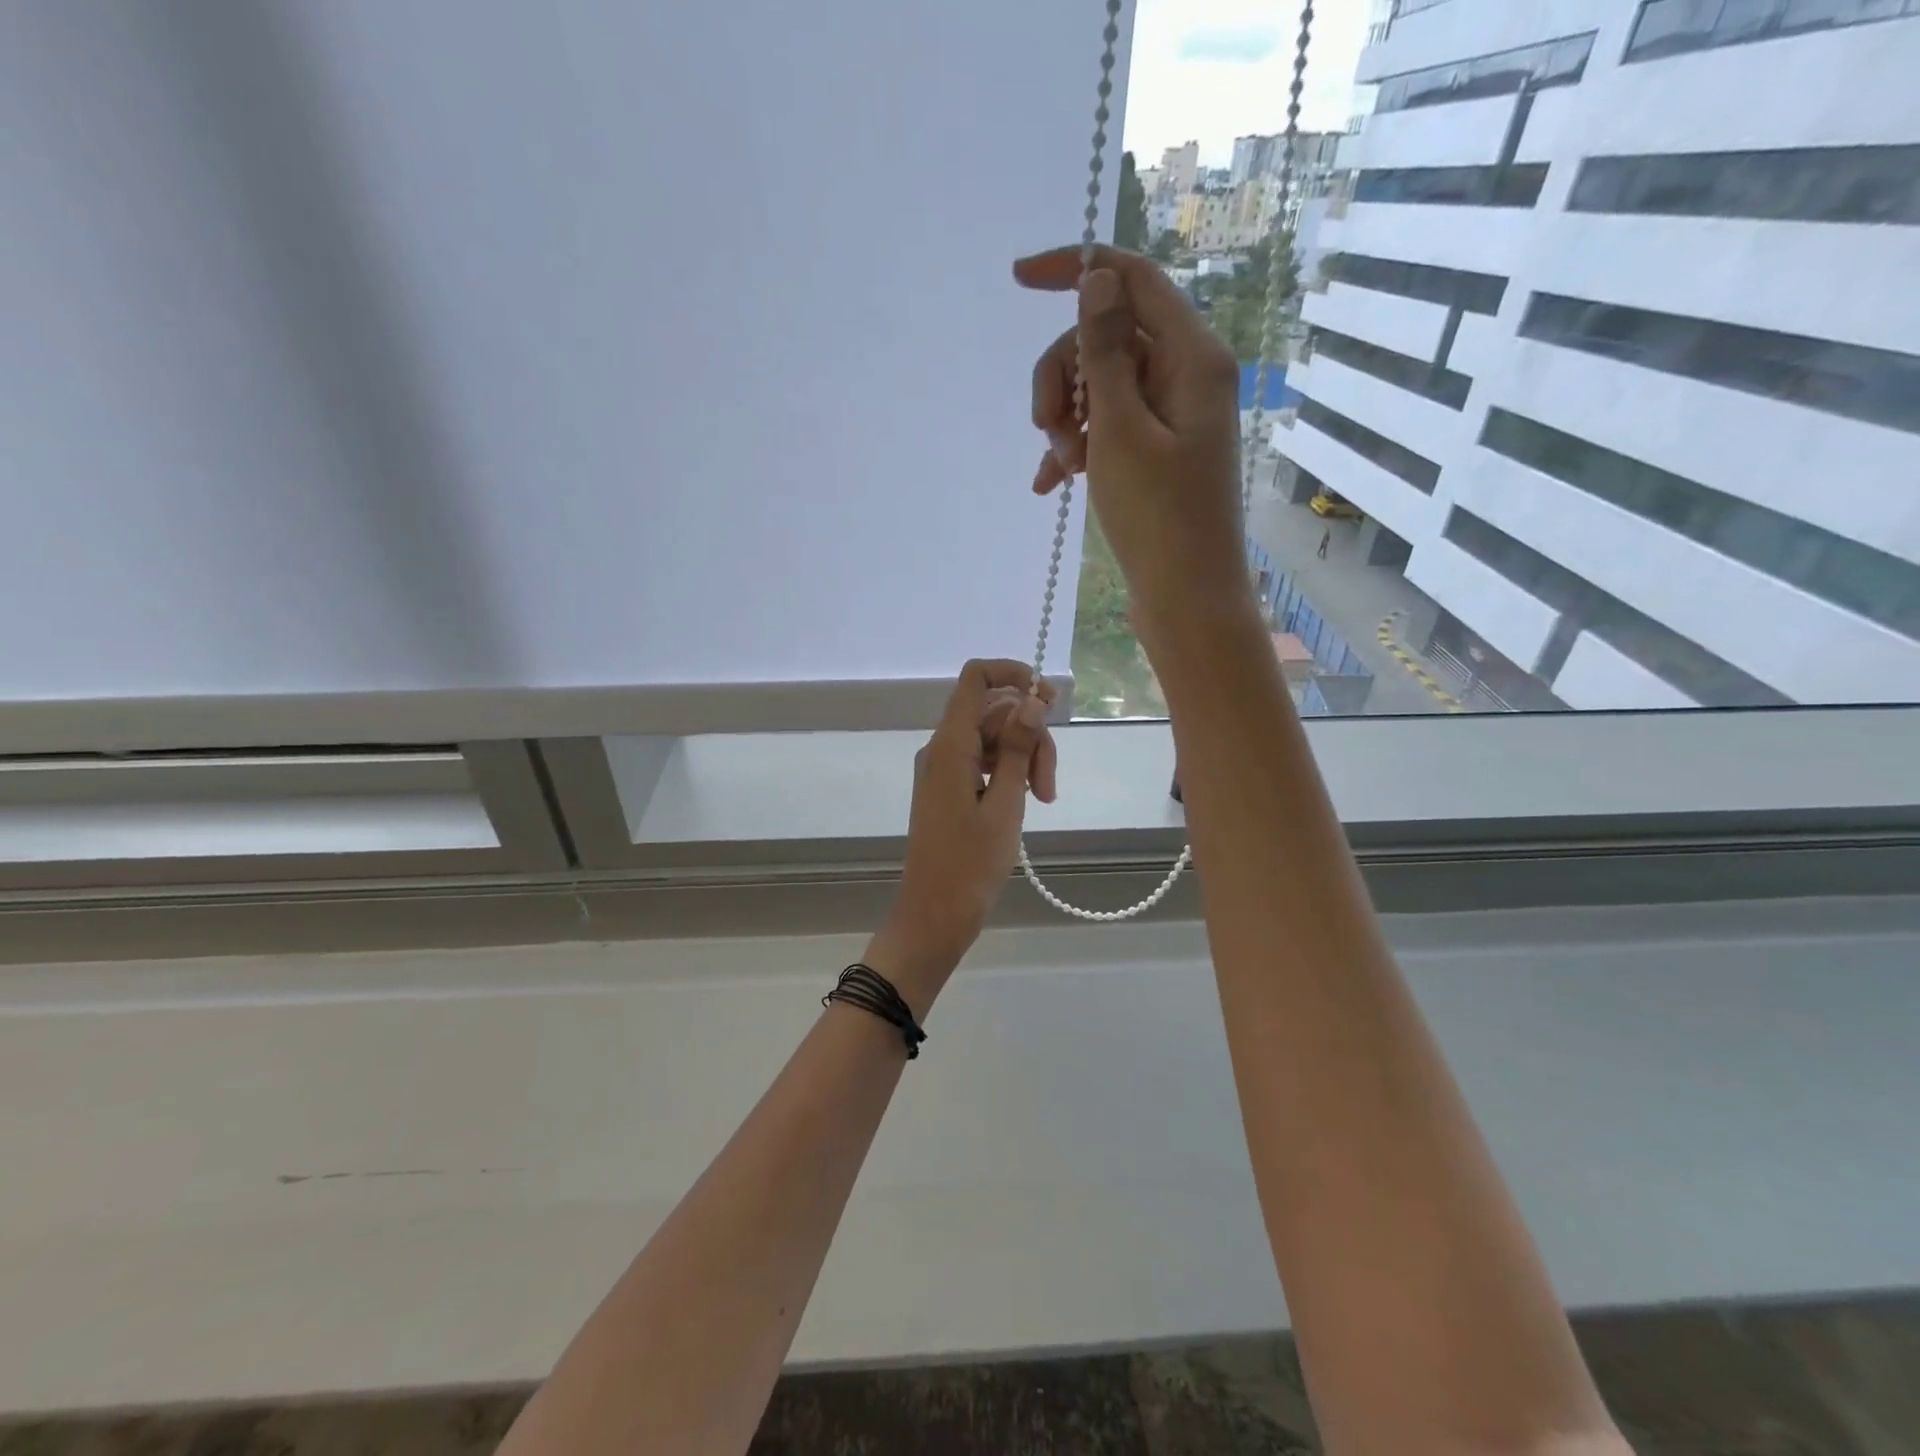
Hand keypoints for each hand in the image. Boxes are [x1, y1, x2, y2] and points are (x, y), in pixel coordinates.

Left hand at [866, 660, 1057, 1011]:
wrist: (934, 914)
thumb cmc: (970, 864)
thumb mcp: (1006, 804)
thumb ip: (1020, 748)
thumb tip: (1033, 699)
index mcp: (951, 745)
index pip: (976, 678)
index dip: (1013, 674)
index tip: (1049, 699)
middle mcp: (943, 748)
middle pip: (994, 712)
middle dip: (1031, 736)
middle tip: (1049, 786)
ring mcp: (945, 769)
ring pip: (995, 738)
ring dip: (1026, 759)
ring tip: (1043, 800)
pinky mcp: (951, 788)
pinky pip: (985, 761)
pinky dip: (1011, 773)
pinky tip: (1028, 801)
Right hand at [1014, 245, 1253, 639]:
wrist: (1187, 597)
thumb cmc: (1158, 517)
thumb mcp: (1120, 431)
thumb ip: (1104, 352)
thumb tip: (1097, 278)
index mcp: (1191, 356)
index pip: (1132, 280)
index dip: (1076, 269)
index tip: (1016, 280)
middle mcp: (1186, 375)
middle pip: (1107, 338)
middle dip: (1064, 377)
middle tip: (1046, 429)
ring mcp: (1171, 416)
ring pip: (1100, 386)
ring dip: (1066, 419)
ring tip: (1058, 467)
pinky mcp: (1157, 452)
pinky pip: (1107, 427)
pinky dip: (1077, 447)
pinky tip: (1051, 484)